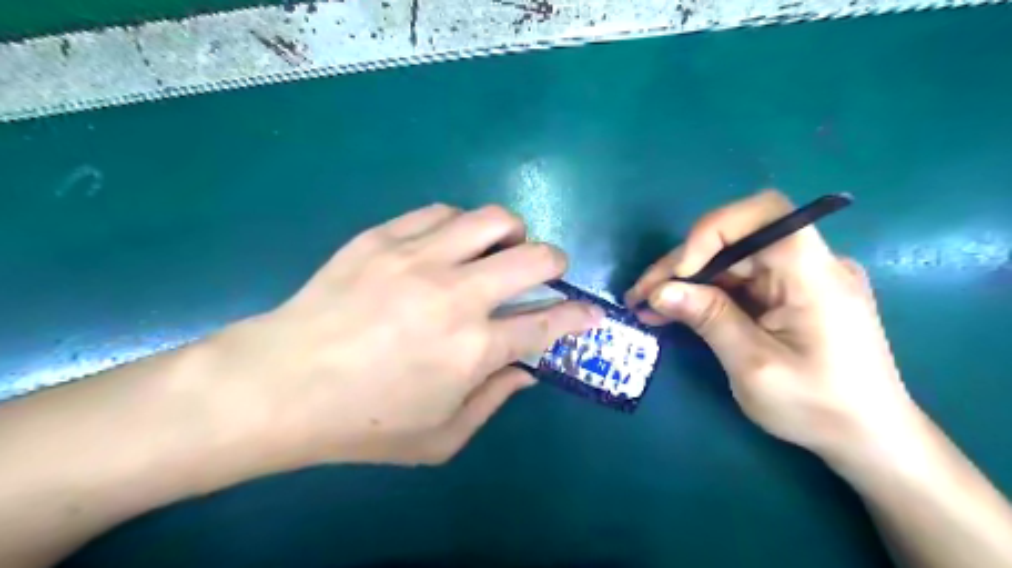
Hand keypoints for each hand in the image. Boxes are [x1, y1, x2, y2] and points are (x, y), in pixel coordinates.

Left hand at [201, 204, 599, 469]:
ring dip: (512, 233)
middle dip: (556, 262)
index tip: (591, 311)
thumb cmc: (362, 423)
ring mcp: (418, 258)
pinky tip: (449, 244)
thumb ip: (494, 401)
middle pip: (536, 257)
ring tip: (500, 249)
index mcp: (474, 349)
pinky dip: (460, 226)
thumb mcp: (440, 437)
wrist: (278, 385)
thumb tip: (526, 370)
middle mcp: (457, 295)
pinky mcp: (383, 237)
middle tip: (548, 272)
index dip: (580, 315)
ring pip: (493, 219)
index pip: (550, 323)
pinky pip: (441, 213)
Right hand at [625, 188, 918, 461]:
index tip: (680, 272)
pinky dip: (703, 294)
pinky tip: (673, 310)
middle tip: (641, 295)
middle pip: (735, 240)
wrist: (869, 438)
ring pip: (729, 261)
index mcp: (814, 275)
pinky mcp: (788, 294)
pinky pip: (738, 281)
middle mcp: (809, 264)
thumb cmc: (818, 407)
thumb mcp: (754, 366)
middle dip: (683, 264)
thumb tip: (660, 291)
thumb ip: (709, 319)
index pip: (764, 214)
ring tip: (646, 305)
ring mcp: (798, 278)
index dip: (712, 230)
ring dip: (686, 280)